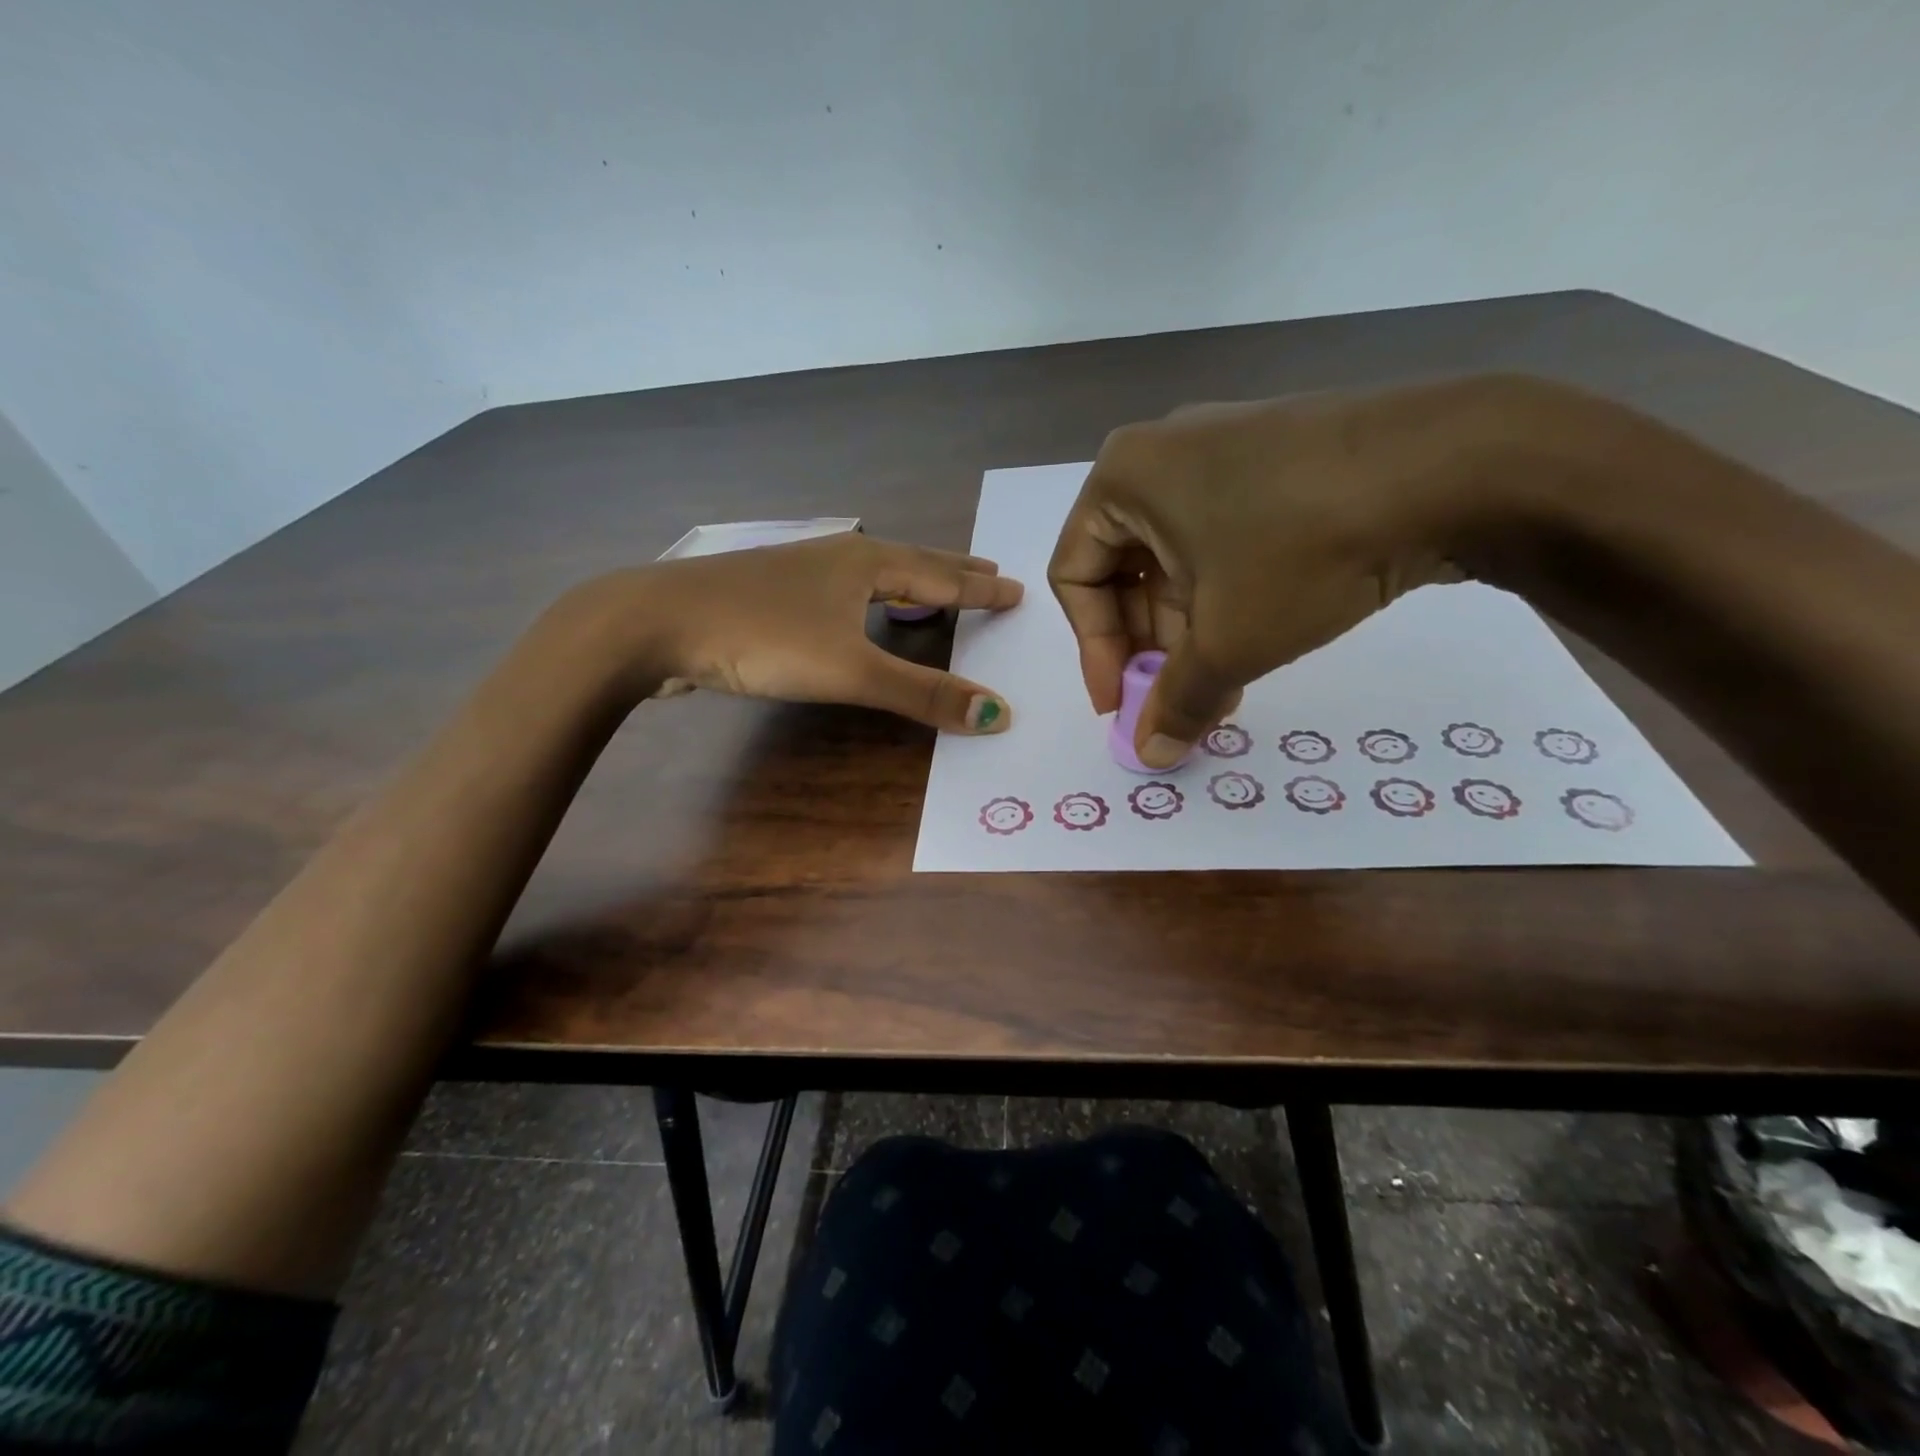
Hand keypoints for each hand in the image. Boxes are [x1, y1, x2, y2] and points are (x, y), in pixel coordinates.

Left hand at [570, 532, 1023, 731]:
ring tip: (933, 590)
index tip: (1017, 587)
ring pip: (872, 572)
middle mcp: (838, 557)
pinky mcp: (771, 592)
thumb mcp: (849, 670)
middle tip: (988, 571)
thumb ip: (921, 694)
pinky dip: (870, 598)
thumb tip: (997, 714)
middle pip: (911, 562)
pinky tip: (854, 607)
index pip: (942, 576)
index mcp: (866, 563)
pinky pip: (842, 590)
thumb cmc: (761, 636)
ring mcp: (800, 571)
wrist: (654, 622)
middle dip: (953, 571)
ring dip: (910, 581)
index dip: (981, 587)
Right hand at [1048, 376, 1539, 766]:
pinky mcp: (1276, 457)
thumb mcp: (1228, 641)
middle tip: (1178, 700)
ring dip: (1190, 630)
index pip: (1075, 577)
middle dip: (1149, 646)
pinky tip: (1257, 636)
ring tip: (1225, 685)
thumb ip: (1176, 702)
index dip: (1094, 650)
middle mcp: (1162, 454)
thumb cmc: (1302, 549)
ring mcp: (1224, 448)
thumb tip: (1150, 756)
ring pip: (1178, 558)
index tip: (1121, 705)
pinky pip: (1223, 537)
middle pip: (1125, 569)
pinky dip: (1226, 594)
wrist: (1458, 464)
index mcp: (1123, 479)